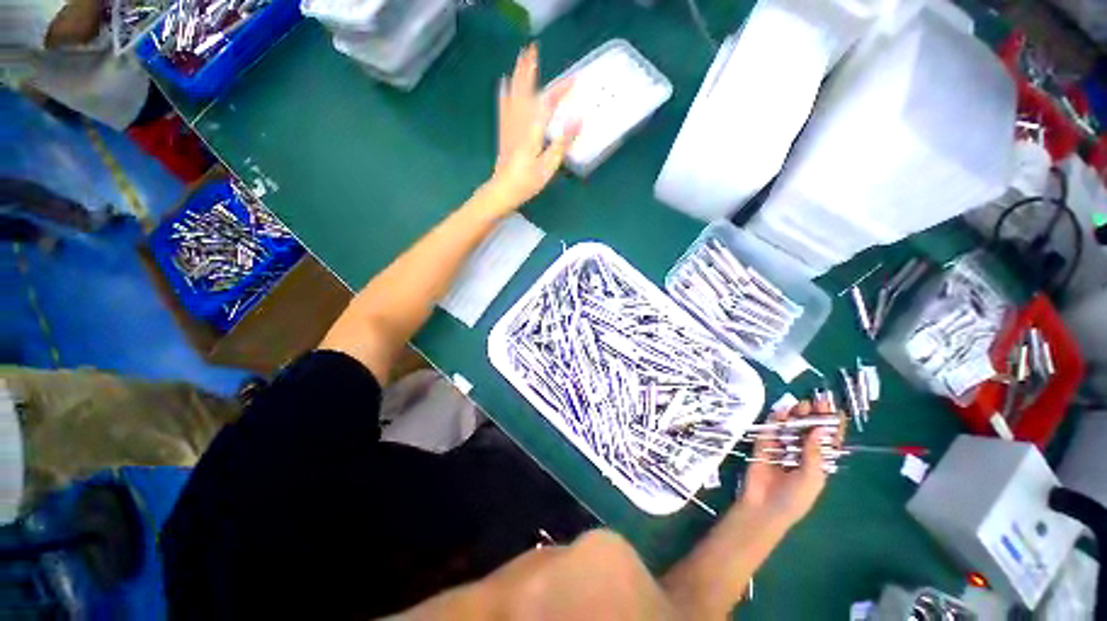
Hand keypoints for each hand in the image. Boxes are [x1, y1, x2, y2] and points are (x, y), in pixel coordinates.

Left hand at [482, 44, 578, 212]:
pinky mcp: (504, 132)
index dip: (561, 90)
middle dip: (530, 70)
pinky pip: (504, 107)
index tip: (574, 79)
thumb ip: (562, 142)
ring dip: (518, 75)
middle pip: (526, 91)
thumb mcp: (548, 166)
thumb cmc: (527, 182)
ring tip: (521, 58)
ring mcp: (509, 126)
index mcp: (532, 130)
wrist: (502, 190)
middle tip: (533, 49)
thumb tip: (578, 118)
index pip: (548, 104)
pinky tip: (504, 84)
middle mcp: (519, 123)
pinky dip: (505, 93)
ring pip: (514, 95)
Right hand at [739, 401, 831, 527]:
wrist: (764, 507)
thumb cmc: (794, 498)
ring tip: (800, 404)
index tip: (834, 408)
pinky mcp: (763, 445)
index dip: (831, 425)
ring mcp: (781, 448)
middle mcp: (801, 452)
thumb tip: (821, 428)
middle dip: (813, 416)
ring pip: (790, 427)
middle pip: (808, 430)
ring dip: (795, 415)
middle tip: (815, 401)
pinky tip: (781, 412)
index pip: (827, 440)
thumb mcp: (811, 477)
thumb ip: (814, 452)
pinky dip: (775, 420)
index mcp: (817, 462)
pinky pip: (770, 430)